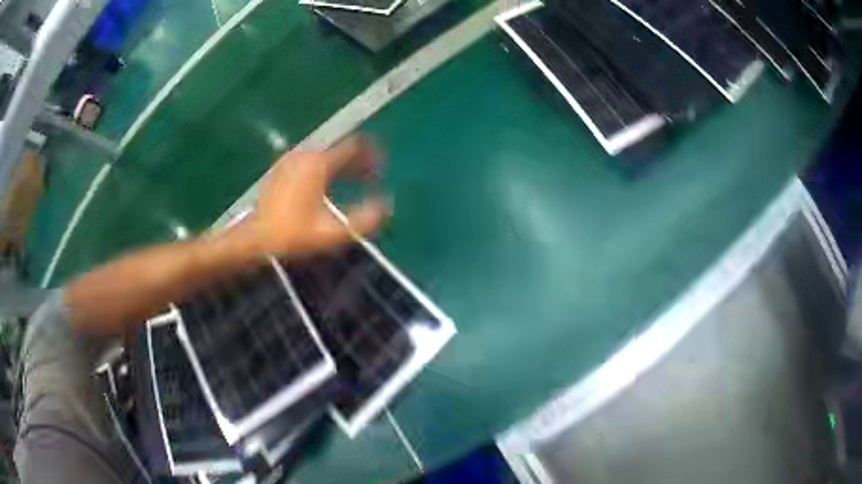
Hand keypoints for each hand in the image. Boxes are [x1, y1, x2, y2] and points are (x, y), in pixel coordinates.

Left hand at [238, 135, 389, 257]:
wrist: (255, 240)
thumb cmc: (293, 235)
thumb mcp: (333, 232)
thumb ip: (364, 220)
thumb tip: (385, 207)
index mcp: (319, 164)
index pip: (355, 146)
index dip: (372, 156)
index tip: (380, 171)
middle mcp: (305, 155)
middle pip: (339, 149)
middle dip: (357, 161)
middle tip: (370, 177)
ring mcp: (289, 160)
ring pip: (323, 155)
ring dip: (341, 165)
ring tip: (351, 181)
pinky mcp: (279, 170)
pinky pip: (309, 161)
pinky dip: (323, 168)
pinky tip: (324, 187)